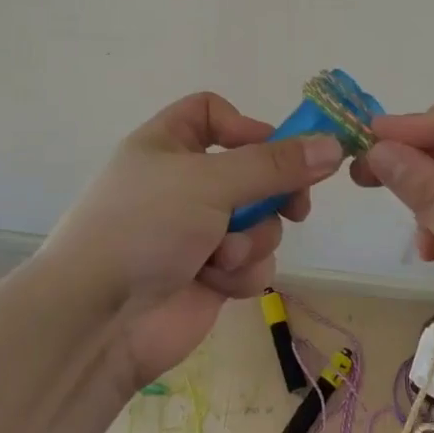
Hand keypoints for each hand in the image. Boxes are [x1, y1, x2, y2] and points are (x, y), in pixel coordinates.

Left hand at [38, 92, 344, 385]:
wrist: (99, 319)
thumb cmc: (145, 226)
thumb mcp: (209, 181)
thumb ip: (275, 164)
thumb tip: (333, 145)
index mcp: (168, 144)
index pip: (213, 113)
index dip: (247, 126)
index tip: (281, 148)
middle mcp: (185, 183)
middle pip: (252, 170)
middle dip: (272, 193)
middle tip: (295, 206)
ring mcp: (199, 230)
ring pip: (260, 220)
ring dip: (250, 239)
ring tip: (220, 255)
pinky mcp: (212, 273)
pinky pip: (252, 260)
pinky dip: (241, 270)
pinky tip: (216, 281)